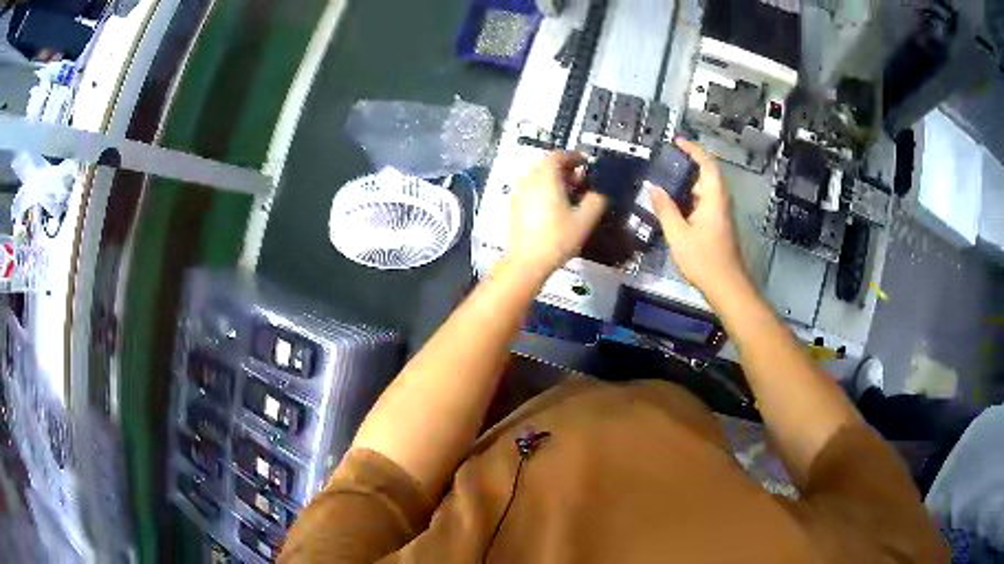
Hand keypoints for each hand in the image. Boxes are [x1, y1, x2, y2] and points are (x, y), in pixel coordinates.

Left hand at [507, 152, 606, 276]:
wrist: (527, 262)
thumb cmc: (557, 238)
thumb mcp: (585, 220)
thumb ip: (596, 202)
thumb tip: (598, 194)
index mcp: (545, 178)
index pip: (558, 156)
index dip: (573, 156)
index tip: (585, 162)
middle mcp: (529, 181)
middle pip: (546, 166)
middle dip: (565, 169)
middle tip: (580, 180)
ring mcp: (519, 194)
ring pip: (538, 178)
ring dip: (554, 181)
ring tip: (570, 194)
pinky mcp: (515, 208)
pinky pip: (532, 191)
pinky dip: (544, 191)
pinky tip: (555, 207)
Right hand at [647, 139, 747, 297]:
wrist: (726, 286)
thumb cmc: (703, 259)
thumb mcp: (678, 234)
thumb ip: (665, 209)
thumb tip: (654, 188)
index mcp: (714, 198)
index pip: (707, 164)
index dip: (693, 149)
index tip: (677, 141)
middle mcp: (721, 202)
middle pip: (707, 175)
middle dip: (688, 166)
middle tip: (665, 163)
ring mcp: (721, 215)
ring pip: (706, 191)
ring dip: (688, 184)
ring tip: (666, 182)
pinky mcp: (719, 226)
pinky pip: (705, 203)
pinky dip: (691, 198)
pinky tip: (675, 206)